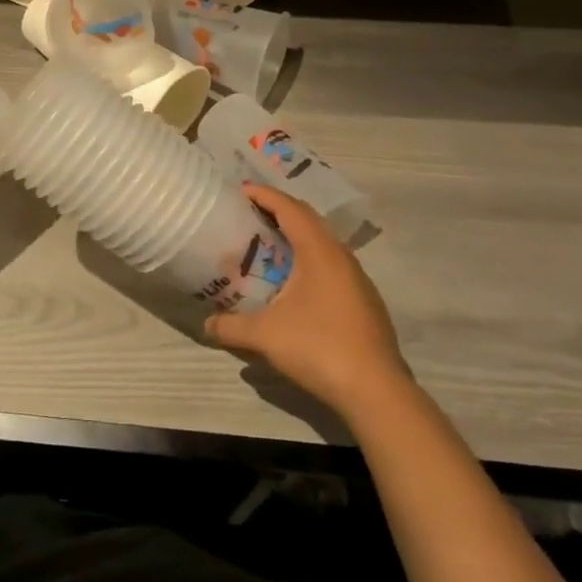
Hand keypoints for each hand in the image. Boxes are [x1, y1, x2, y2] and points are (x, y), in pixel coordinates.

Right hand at [206, 183, 411, 420]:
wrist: (376, 391)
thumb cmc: (319, 348)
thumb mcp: (265, 335)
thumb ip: (231, 327)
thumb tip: (205, 325)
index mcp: (319, 250)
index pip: (289, 208)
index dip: (264, 195)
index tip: (240, 190)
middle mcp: (341, 256)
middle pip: (308, 219)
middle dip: (279, 211)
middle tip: (250, 213)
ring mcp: (357, 279)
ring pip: (323, 243)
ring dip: (297, 237)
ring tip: (269, 245)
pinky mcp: (364, 301)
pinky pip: (332, 265)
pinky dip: (310, 260)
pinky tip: (296, 284)